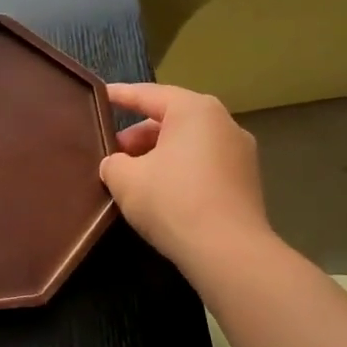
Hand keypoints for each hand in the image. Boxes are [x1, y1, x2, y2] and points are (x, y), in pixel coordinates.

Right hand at [100, 83, 271, 274]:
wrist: (227, 252)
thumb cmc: (172, 201)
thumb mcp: (125, 179)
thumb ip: (114, 163)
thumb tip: (117, 164)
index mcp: (195, 110)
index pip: (149, 95)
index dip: (121, 96)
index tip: (100, 95)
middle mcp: (224, 123)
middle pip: (172, 120)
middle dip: (139, 135)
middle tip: (112, 153)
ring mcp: (241, 154)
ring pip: (189, 145)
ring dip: (159, 155)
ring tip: (133, 176)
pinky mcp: (246, 183)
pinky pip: (204, 166)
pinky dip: (180, 172)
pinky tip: (160, 194)